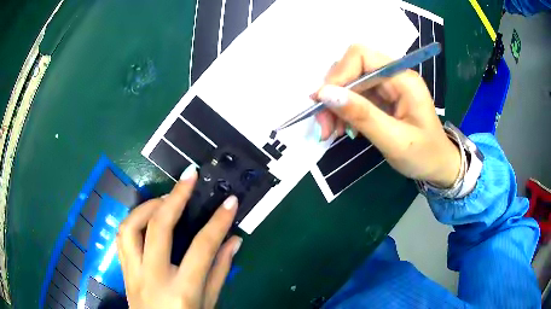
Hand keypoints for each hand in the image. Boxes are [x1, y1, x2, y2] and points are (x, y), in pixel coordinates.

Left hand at [117, 166, 241, 308]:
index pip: (202, 247)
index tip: (230, 202)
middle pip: (159, 227)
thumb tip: (233, 241)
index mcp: (181, 290)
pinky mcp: (124, 270)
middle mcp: (153, 277)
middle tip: (189, 178)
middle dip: (176, 197)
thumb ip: (220, 271)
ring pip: (130, 227)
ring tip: (165, 199)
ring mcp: (133, 272)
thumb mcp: (209, 303)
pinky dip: (134, 220)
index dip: (218, 222)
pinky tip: (147, 218)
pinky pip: (122, 237)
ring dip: (148, 206)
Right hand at [314, 45, 460, 187]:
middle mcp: (393, 75)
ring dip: (335, 105)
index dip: (338, 75)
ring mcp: (387, 86)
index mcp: (403, 78)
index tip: (322, 103)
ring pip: (349, 83)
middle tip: (324, 125)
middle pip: (351, 68)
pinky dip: (343, 111)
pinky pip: (355, 96)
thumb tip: (324, 94)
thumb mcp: (395, 140)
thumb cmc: (424, 155)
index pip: (361, 56)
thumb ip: (362, 116)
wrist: (439, 166)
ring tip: (331, 132)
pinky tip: (343, 129)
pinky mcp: (382, 98)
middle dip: (333, 94)